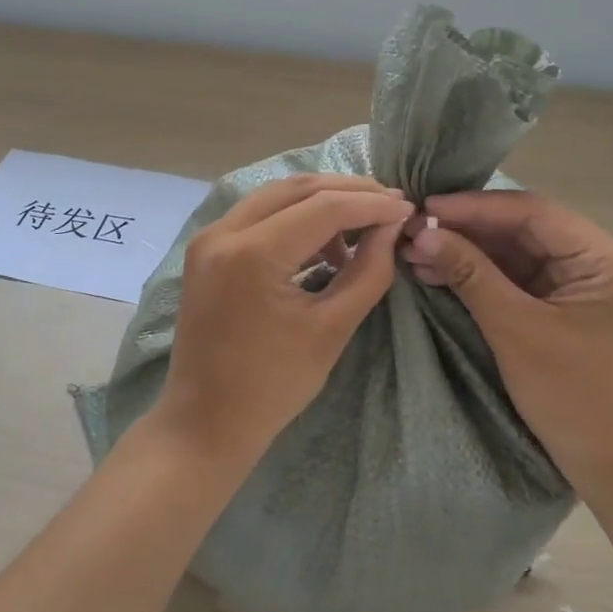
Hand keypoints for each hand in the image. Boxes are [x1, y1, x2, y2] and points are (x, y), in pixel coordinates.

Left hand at [158, 174, 412, 470]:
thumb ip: (368, 271)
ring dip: (321, 201)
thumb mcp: (332, 329)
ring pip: (275, 195)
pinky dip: (293, 217)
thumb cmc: (273, 386)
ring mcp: (209, 238)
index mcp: (252, 254)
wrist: (205, 422)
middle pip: (297, 189)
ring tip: (361, 225)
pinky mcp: (206, 249)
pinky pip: (257, 215)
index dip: (371, 204)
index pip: (324, 207)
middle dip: (348, 191)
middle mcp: (223, 232)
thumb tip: (391, 226)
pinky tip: (324, 241)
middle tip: (389, 203)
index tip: (408, 207)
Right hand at [402, 191, 612, 493]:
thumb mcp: (517, 331)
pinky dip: (481, 277)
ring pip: (517, 254)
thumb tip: (423, 233)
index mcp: (603, 258)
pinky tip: (440, 274)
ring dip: (469, 253)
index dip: (474, 207)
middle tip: (413, 232)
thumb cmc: (576, 399)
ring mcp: (582, 286)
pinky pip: (519, 280)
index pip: (532, 212)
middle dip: (466, 230)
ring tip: (416, 254)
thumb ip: (470, 275)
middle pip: (523, 229)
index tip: (425, 208)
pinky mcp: (566, 309)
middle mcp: (597, 261)